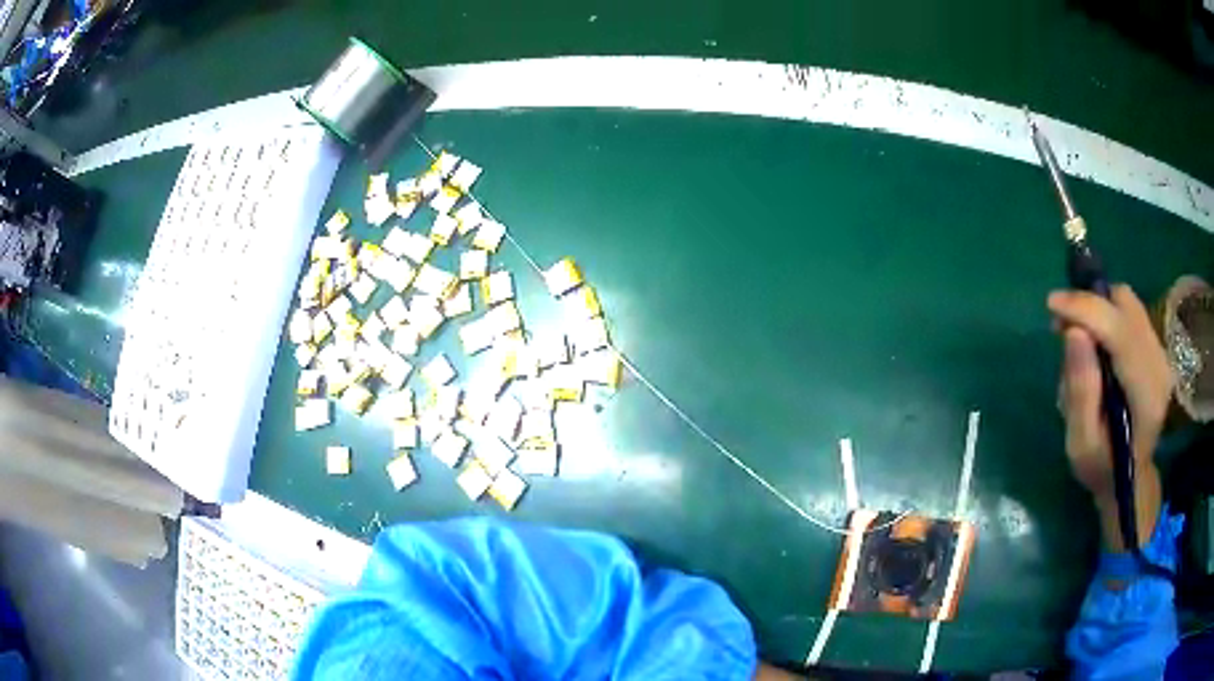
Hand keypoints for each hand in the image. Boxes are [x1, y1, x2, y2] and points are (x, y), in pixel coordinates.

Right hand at [1047, 285, 1172, 498]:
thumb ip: (1080, 392)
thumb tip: (1072, 332)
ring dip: (1098, 307)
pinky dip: (1108, 314)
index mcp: (1146, 395)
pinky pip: (1131, 312)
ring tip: (1076, 333)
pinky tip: (1095, 340)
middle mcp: (1159, 365)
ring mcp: (1161, 354)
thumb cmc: (1102, 468)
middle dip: (1090, 304)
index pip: (1120, 330)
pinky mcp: (1156, 348)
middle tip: (1061, 325)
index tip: (1052, 304)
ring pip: (1128, 303)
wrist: (1130, 479)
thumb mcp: (1081, 444)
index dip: (1086, 309)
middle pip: (1126, 306)